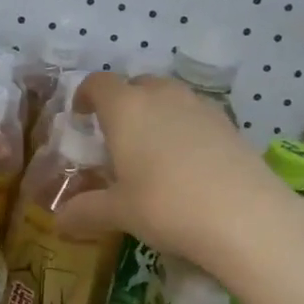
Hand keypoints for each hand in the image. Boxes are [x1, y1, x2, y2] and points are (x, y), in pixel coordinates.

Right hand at [54, 73, 292, 269]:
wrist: (245, 216)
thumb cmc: (165, 205)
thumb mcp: (119, 213)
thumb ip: (86, 211)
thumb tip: (59, 220)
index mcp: (126, 108)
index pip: (98, 84)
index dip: (86, 95)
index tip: (81, 115)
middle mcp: (161, 96)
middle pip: (137, 84)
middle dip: (123, 103)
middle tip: (116, 136)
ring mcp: (200, 106)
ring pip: (169, 97)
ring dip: (156, 113)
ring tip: (152, 149)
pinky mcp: (229, 124)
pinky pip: (196, 116)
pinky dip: (184, 129)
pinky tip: (188, 163)